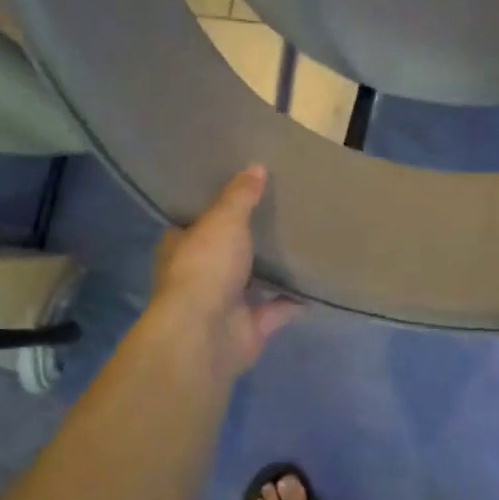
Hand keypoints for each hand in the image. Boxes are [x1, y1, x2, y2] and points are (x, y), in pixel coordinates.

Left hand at [151, 165, 299, 380]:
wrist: (206, 333)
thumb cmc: (206, 267)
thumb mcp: (224, 220)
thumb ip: (240, 196)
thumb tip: (256, 167)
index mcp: (181, 247)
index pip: (194, 224)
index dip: (213, 209)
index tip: (239, 193)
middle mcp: (200, 275)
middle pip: (225, 252)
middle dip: (247, 240)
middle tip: (279, 213)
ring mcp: (224, 304)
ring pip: (252, 282)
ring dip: (271, 271)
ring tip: (301, 245)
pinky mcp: (250, 327)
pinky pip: (278, 309)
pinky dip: (295, 300)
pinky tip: (317, 282)